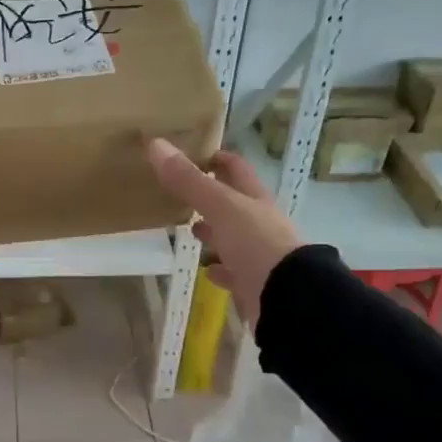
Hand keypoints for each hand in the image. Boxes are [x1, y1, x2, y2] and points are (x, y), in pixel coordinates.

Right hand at [146, 139, 300, 326]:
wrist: (286, 297)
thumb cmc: (255, 243)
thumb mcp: (220, 207)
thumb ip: (188, 180)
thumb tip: (156, 144)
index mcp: (255, 200)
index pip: (237, 170)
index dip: (219, 159)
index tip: (195, 154)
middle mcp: (259, 224)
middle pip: (234, 204)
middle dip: (212, 197)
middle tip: (182, 193)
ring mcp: (258, 255)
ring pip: (233, 238)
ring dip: (215, 232)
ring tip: (191, 228)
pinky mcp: (253, 284)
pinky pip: (233, 272)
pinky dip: (220, 268)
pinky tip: (208, 269)